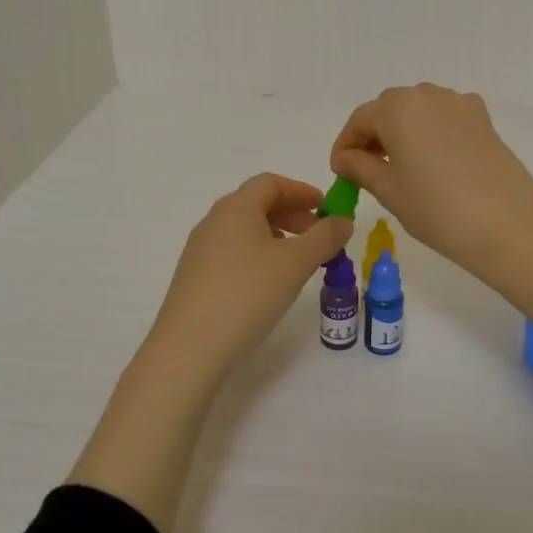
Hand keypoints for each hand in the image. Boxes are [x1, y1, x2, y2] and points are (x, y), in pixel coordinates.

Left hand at [146, 173, 354, 386]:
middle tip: (319, 236)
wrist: (189, 349)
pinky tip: (270, 283)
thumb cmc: (247, 294)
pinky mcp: (195, 278)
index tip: (326, 207)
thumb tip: (343, 221)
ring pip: (245, 230)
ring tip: (300, 262)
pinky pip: (233, 252)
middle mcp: (214, 221)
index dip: (301, 191)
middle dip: (292, 215)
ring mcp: (200, 250)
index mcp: (236, 207)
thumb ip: (325, 237)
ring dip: (277, 237)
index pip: (270, 183)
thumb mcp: (296, 263)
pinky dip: (258, 255)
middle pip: (257, 204)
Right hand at [330, 84, 532, 289]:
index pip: (360, 119)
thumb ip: (360, 167)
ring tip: (399, 168)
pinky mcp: (484, 120)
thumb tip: (345, 158)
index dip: (345, 145)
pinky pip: (445, 119)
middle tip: (365, 170)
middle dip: (373, 136)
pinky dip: (431, 134)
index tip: (339, 171)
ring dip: (402, 133)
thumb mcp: (389, 190)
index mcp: (398, 108)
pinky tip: (433, 164)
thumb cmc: (437, 209)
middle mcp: (428, 95)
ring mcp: (460, 104)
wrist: (508, 227)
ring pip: (418, 112)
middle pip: (389, 109)